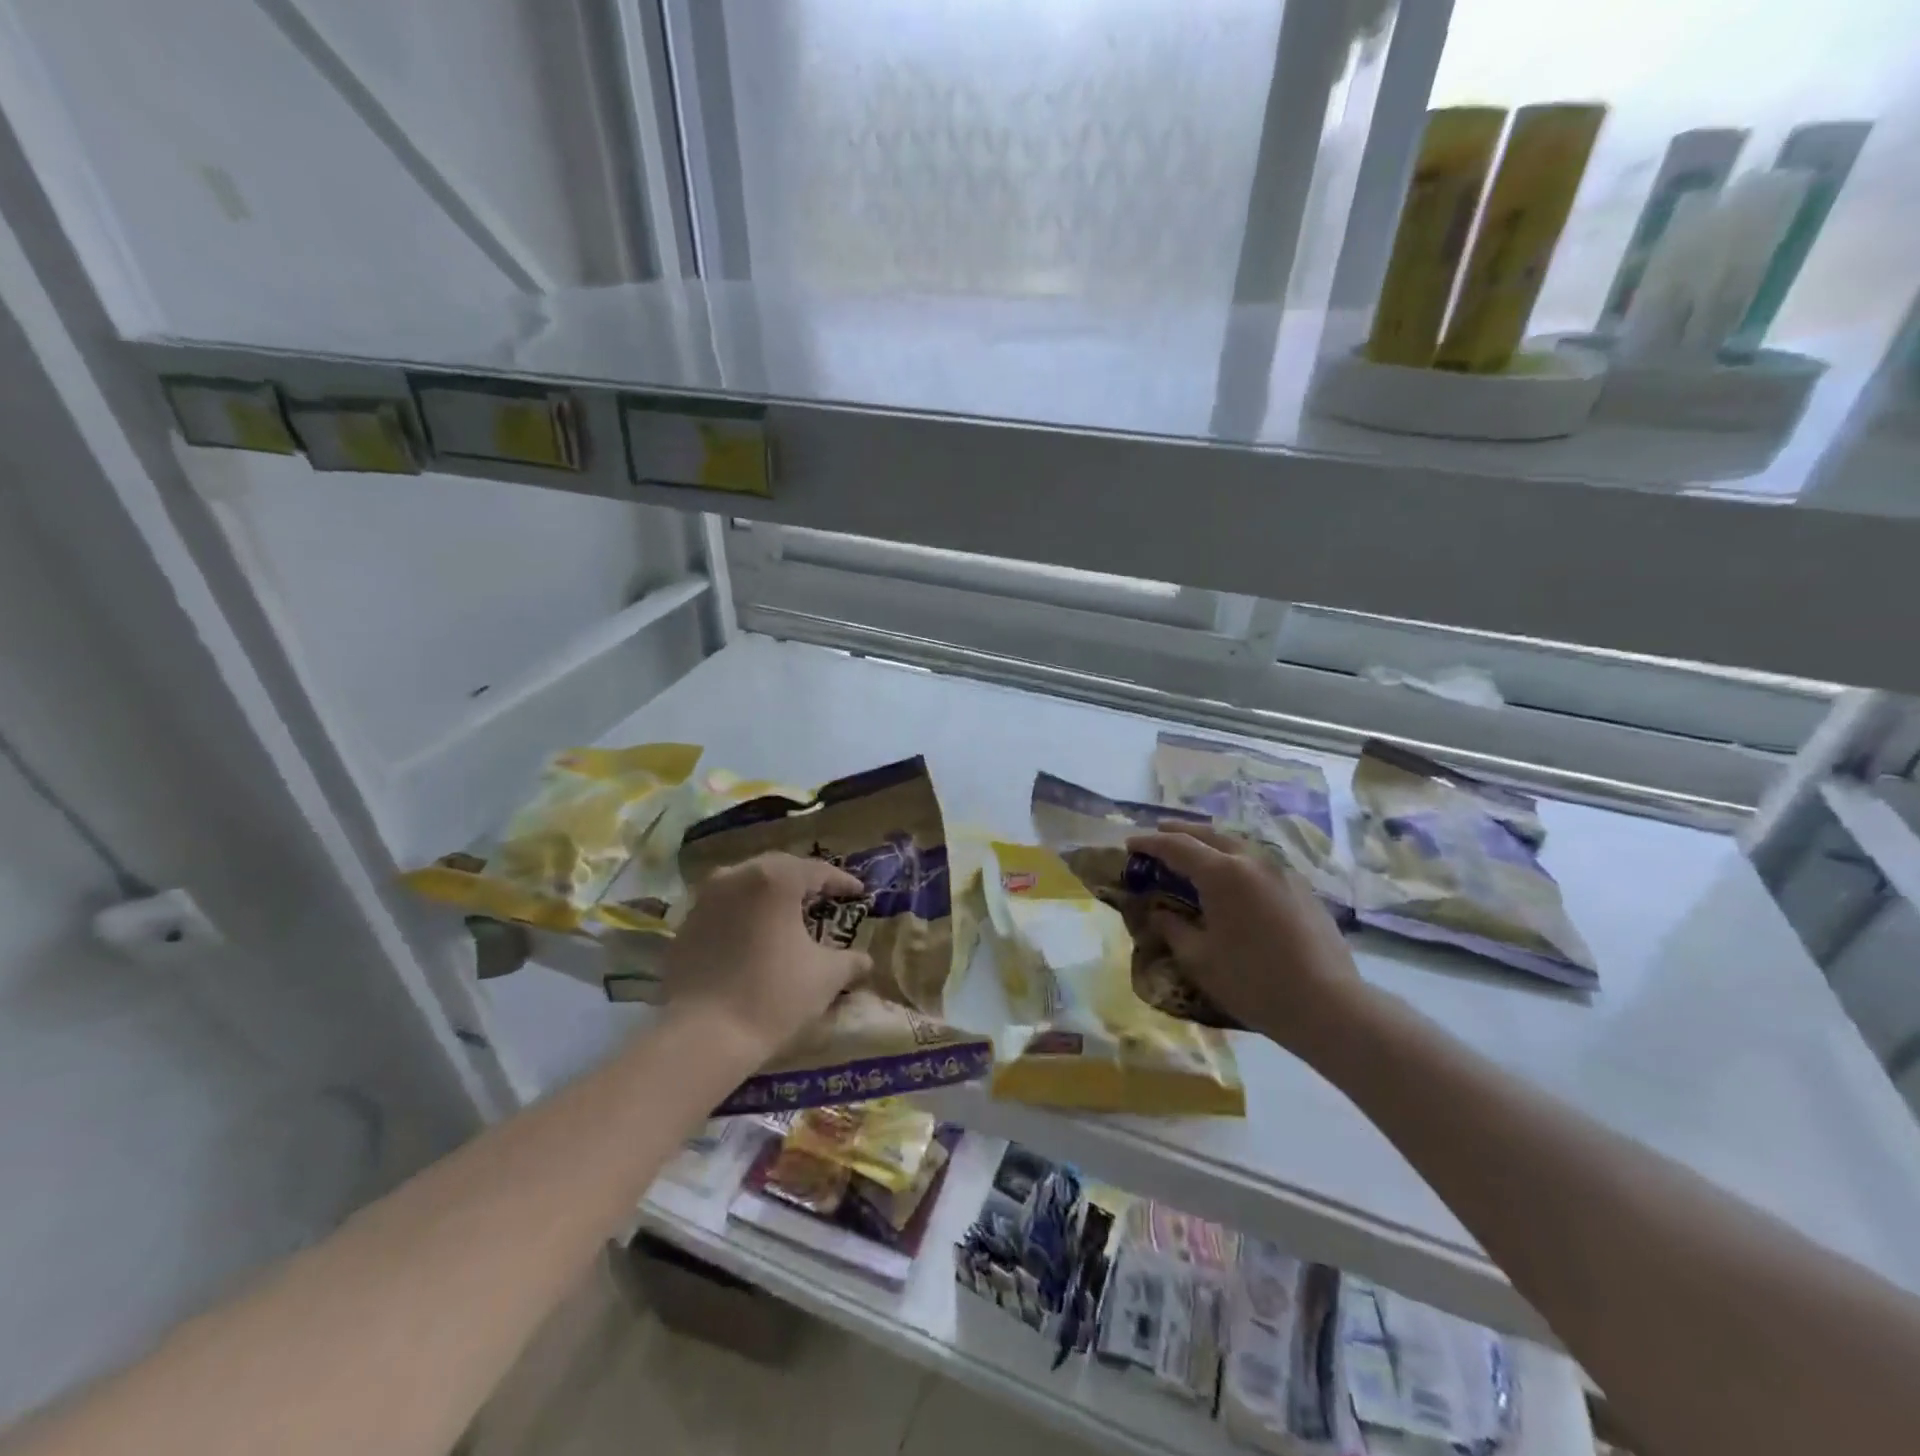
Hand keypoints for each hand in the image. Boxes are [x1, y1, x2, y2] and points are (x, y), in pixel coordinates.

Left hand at [661, 853, 871, 1060]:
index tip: (859, 893)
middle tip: (824, 897)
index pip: (817, 871)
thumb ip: (850, 961)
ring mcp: (705, 899)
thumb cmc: (773, 996)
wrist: (703, 1036)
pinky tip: (753, 937)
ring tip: (787, 913)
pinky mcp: (685, 926)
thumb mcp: (826, 977)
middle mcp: (737, 876)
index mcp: (775, 880)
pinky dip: (743, 915)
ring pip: (746, 884)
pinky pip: (723, 908)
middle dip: (803, 882)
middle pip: (778, 869)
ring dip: (769, 895)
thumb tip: (864, 961)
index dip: (842, 882)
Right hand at [1126, 824, 1364, 1051]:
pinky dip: (1236, 860)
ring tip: (1194, 850)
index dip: (1150, 843)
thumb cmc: (1253, 981)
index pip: (1176, 846)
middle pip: (1209, 834)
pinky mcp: (1302, 889)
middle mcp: (1252, 861)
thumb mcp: (1199, 958)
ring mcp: (1282, 872)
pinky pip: (1260, 862)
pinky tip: (1234, 877)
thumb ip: (1173, 928)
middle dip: (1180, 832)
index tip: (1129, 844)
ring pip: (1238, 844)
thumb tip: (1158, 912)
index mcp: (1222, 873)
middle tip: (1158, 834)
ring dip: (1211, 842)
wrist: (1327, 1004)